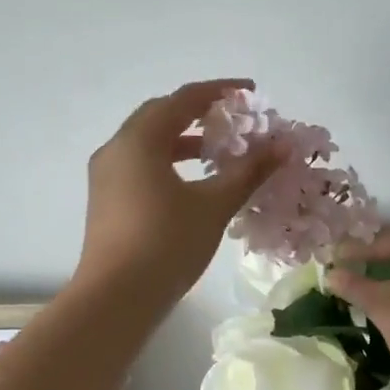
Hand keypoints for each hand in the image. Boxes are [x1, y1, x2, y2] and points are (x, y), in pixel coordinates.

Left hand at [76, 79, 284, 303]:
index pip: (183, 99)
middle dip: (199, 113)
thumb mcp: (213, 205)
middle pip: (160, 115)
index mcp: (139, 140)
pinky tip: (192, 182)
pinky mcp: (106, 200)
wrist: (115, 299)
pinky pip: (140, 164)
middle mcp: (117, 149)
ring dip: (183, 139)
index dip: (220, 91)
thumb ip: (249, 171)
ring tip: (218, 152)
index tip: (251, 92)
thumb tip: (283, 145)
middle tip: (233, 120)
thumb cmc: (166, 244)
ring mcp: (106, 176)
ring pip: (148, 142)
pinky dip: (168, 161)